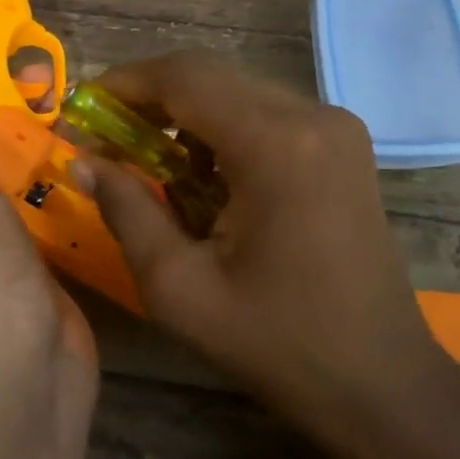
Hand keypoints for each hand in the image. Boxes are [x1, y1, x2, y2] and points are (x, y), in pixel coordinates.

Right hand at [79, 52, 438, 412]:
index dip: (124, 84)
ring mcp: (338, 129)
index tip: (81, 110)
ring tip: (147, 163)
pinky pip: (270, 117)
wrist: (378, 380)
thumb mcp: (180, 286)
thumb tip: (83, 163)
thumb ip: (126, 211)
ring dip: (188, 117)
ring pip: (241, 94)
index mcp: (276, 143)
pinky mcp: (345, 148)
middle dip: (151, 100)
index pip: (184, 78)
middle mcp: (314, 116)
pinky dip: (225, 133)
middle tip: (105, 139)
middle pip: (213, 78)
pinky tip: (203, 178)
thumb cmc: (275, 342)